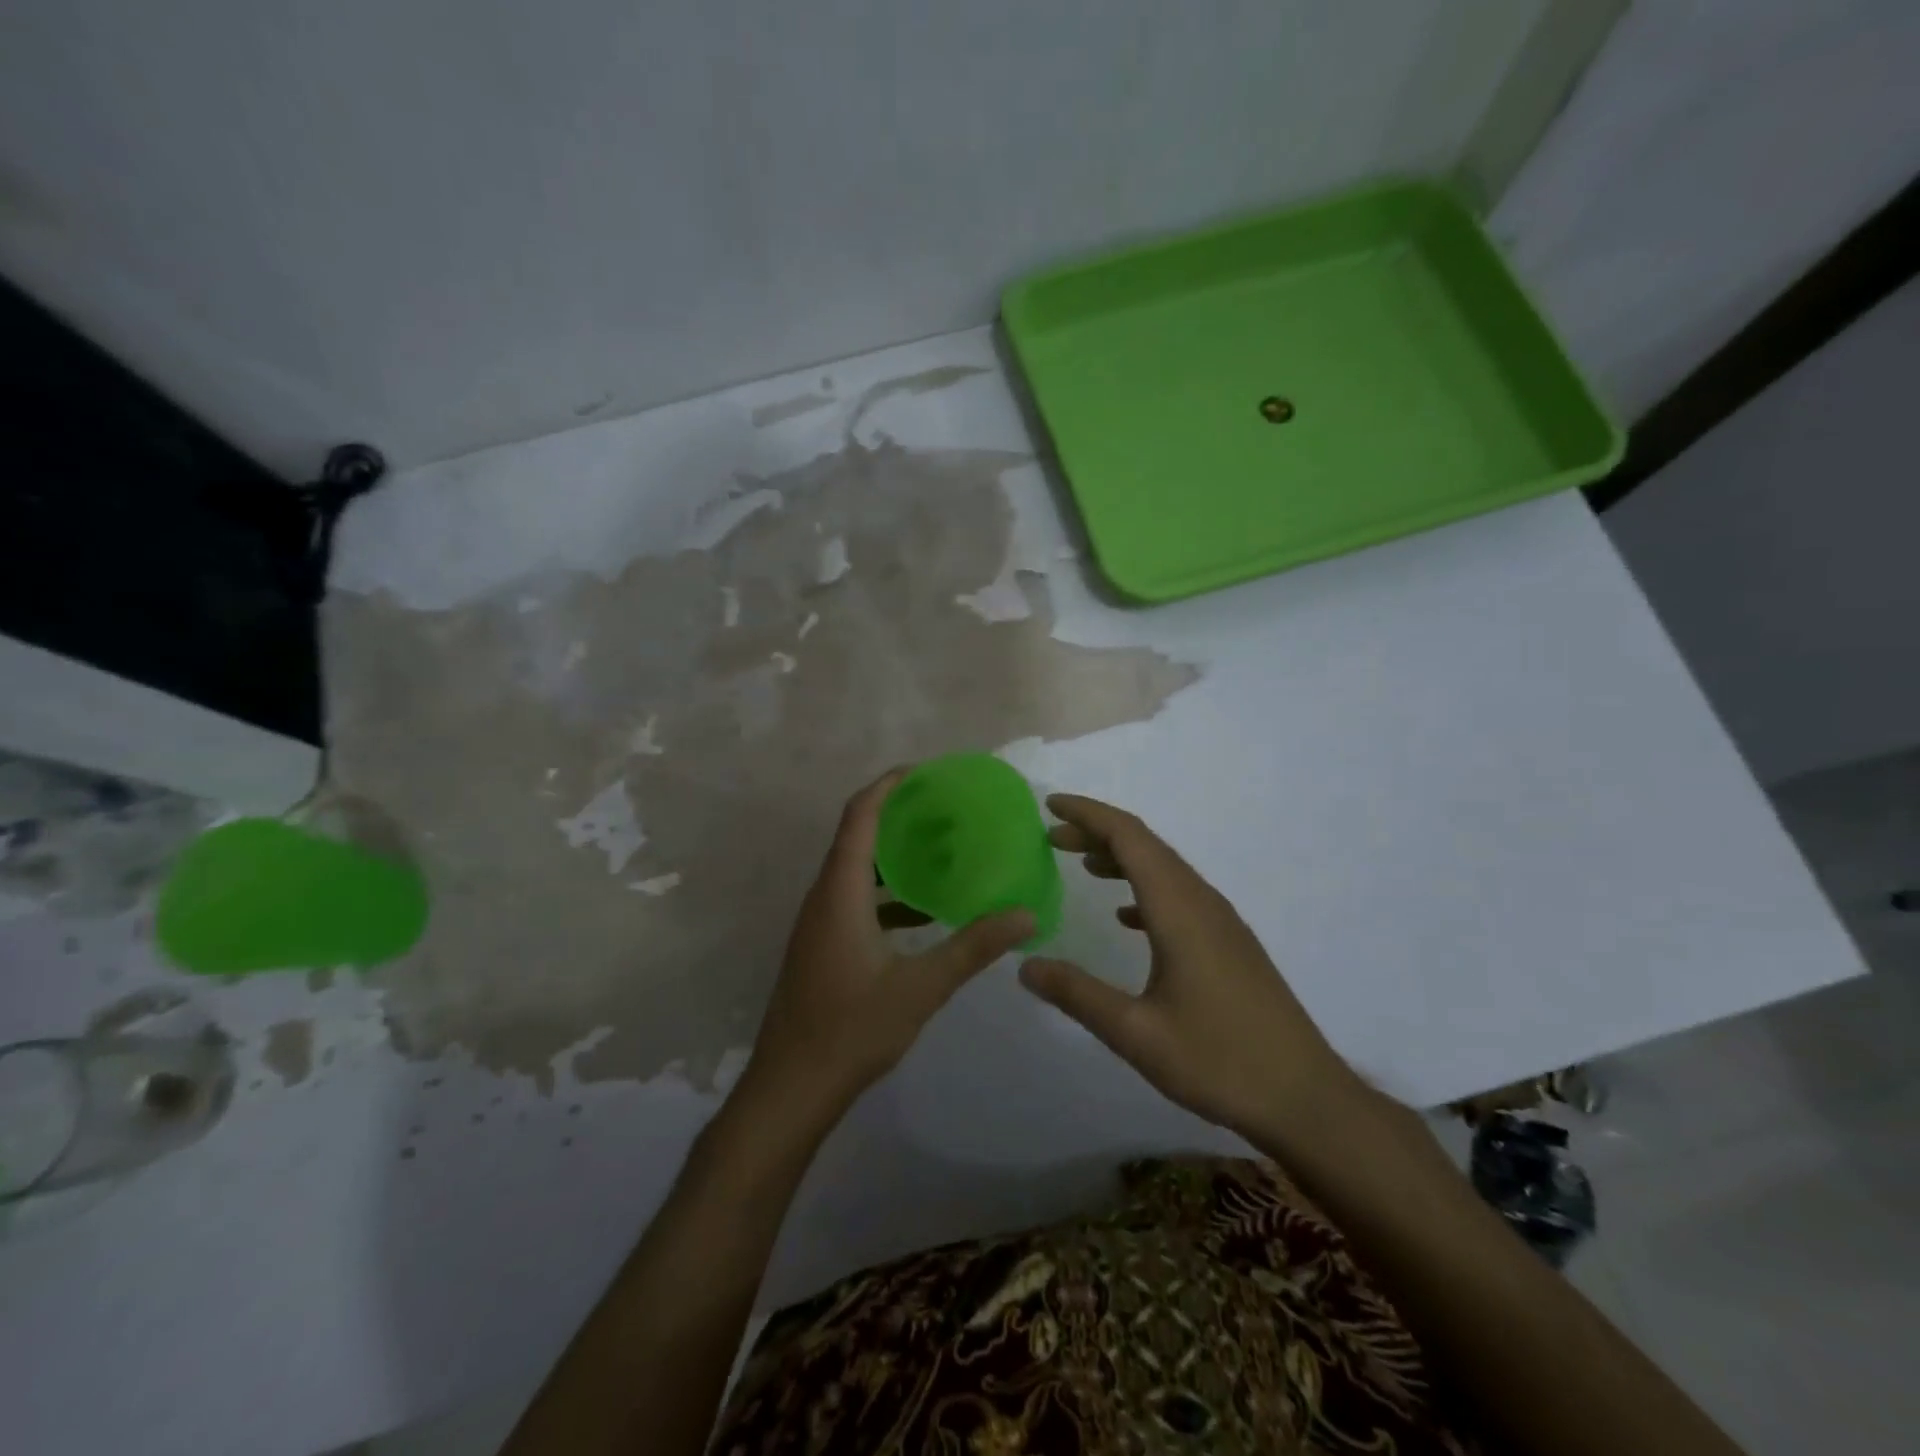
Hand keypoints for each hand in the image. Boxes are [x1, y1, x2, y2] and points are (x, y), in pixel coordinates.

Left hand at [739, 770, 1034, 1125]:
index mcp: (840, 893)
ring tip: (939, 850)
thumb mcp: (921, 987)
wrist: (791, 1087)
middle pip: (857, 836)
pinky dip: (887, 892)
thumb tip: (1026, 915)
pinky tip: (922, 911)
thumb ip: (973, 947)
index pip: (859, 817)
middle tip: (944, 809)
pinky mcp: (822, 945)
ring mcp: (819, 923)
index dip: (887, 786)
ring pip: (856, 870)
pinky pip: (855, 899)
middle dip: (897, 815)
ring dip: (893, 855)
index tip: (924, 772)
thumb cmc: (851, 1030)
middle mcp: (824, 897)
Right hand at [1019, 794, 1363, 1139]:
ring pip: (1164, 868)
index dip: (1088, 814)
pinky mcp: (1229, 943)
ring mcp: (1221, 921)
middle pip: (1146, 846)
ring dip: (1121, 858)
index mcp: (1179, 909)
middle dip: (1097, 832)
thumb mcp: (1136, 1034)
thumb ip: (1077, 995)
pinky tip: (1125, 917)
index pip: (1129, 837)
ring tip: (1082, 865)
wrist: (1307, 1099)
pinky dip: (1144, 888)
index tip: (1049, 805)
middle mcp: (1202, 902)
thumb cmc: (1220, 1061)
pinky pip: (1179, 895)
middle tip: (1052, 838)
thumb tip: (1024, 965)